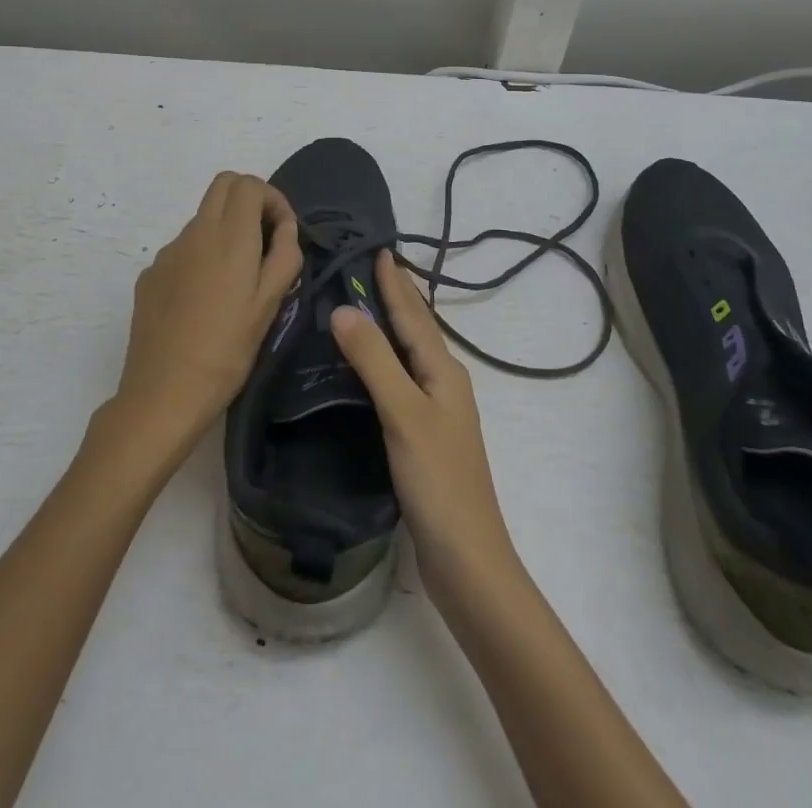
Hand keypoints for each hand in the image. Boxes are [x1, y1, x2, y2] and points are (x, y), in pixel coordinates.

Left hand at [115, 172, 301, 456]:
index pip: (248, 183)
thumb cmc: (227, 350)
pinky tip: (206, 300)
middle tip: (265, 239)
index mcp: (229, 236)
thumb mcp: (269, 304)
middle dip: (249, 200)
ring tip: (238, 279)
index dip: (272, 198)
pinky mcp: (150, 275)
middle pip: (222, 185)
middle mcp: (194, 233)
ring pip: (202, 218)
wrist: (163, 394)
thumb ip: (284, 255)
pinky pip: (183, 249)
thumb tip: (285, 227)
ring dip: (225, 229)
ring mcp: (167, 253)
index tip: (284, 232)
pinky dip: (202, 256)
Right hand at [330, 252, 516, 607]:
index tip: (378, 249)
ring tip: (364, 305)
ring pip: (409, 355)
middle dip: (395, 297)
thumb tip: (344, 308)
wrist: (468, 561)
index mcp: (443, 371)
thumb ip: (374, 361)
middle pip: (416, 329)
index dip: (395, 282)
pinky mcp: (424, 437)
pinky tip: (369, 369)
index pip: (414, 314)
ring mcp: (436, 412)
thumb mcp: (404, 413)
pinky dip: (384, 362)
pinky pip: (401, 381)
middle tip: (367, 267)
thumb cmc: (439, 481)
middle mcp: (443, 383)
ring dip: (390, 327)